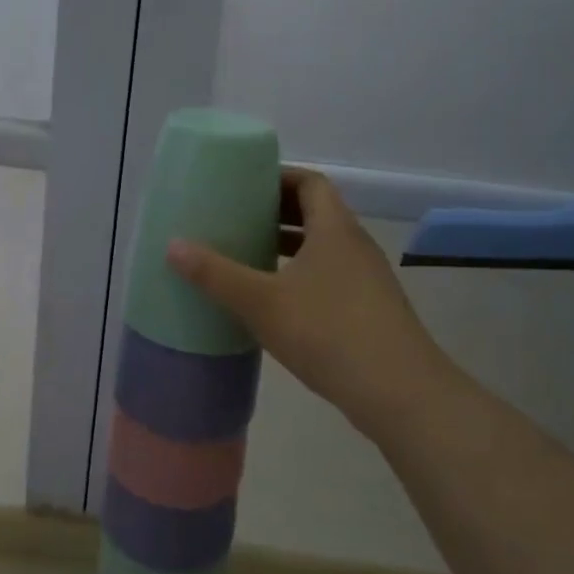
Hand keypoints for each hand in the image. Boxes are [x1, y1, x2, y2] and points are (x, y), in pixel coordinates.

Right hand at [166, 169, 443, 432]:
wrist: (401, 395)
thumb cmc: (329, 332)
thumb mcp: (261, 301)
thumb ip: (216, 274)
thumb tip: (173, 245)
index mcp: (335, 229)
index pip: (310, 183)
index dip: (278, 178)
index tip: (244, 186)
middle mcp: (355, 246)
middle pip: (315, 213)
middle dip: (275, 213)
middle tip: (236, 219)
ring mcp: (367, 281)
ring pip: (322, 249)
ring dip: (288, 247)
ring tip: (248, 257)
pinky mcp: (370, 312)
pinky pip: (329, 278)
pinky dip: (301, 277)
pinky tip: (275, 302)